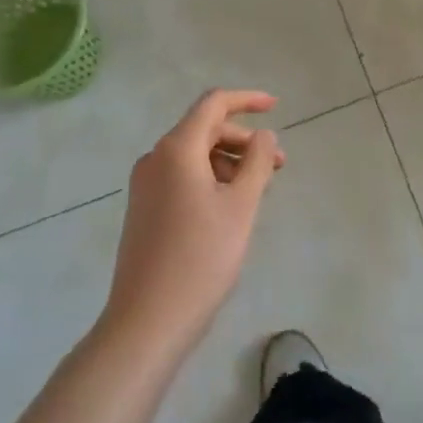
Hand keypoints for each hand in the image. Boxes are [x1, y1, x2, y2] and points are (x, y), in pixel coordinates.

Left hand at [102, 90, 284, 357]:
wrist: (146, 322)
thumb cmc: (200, 258)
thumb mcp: (241, 206)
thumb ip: (257, 162)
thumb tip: (263, 135)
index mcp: (176, 149)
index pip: (214, 104)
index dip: (247, 100)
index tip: (276, 107)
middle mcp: (155, 158)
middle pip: (205, 130)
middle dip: (244, 141)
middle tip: (278, 165)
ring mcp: (145, 185)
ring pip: (194, 155)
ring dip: (229, 162)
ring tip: (259, 189)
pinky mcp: (144, 209)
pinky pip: (182, 176)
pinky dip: (210, 178)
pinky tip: (230, 206)